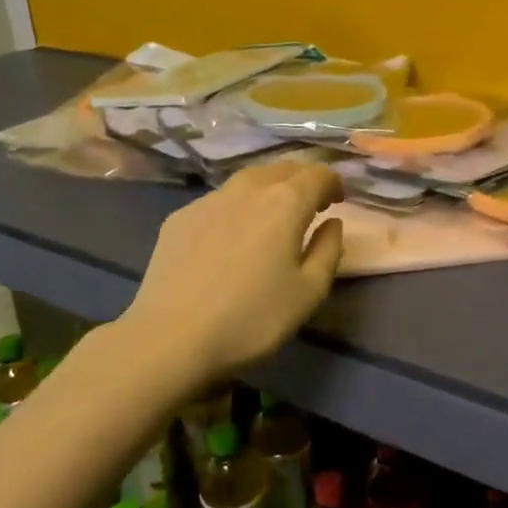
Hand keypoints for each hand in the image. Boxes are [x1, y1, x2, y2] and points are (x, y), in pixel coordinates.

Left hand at [124, 159, 345, 379]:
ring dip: (269, 189)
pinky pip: (220, 200)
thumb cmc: (252, 318)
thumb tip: (332, 223)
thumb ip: (329, 250)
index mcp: (286, 202)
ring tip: (272, 217)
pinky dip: (237, 207)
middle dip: (302, 181)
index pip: (318, 174)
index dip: (333, 183)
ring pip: (249, 179)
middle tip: (310, 206)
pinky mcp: (180, 217)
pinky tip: (232, 236)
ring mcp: (209, 200)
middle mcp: (248, 188)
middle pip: (283, 169)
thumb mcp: (309, 292)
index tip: (337, 203)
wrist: (171, 338)